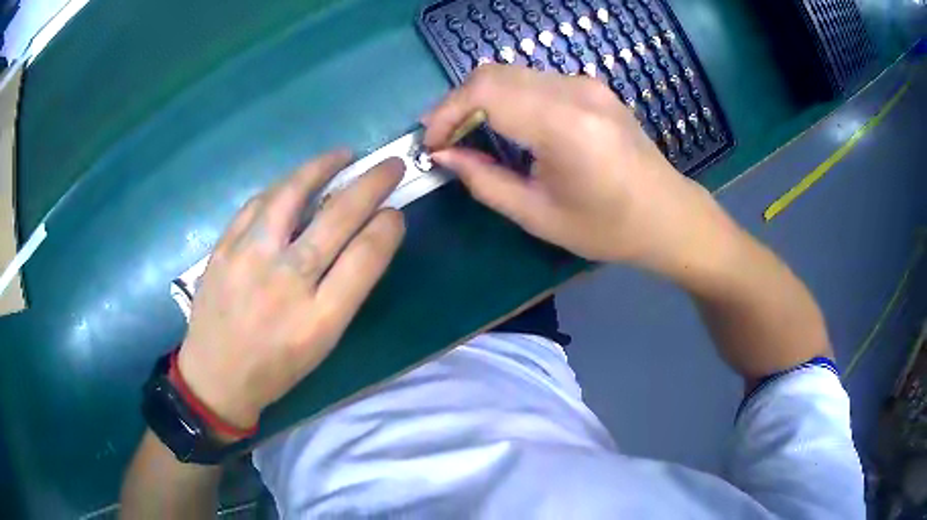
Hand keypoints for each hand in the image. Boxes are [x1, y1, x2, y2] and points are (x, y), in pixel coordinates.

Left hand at [177, 151, 405, 429]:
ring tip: (342, 155)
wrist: (216, 377)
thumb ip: (346, 290)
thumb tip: (368, 237)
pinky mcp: (223, 248)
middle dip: (372, 184)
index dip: (387, 227)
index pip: (366, 256)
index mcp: (319, 318)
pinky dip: (282, 186)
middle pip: (337, 218)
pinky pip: (257, 203)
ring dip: (322, 168)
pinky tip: (294, 181)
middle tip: (390, 164)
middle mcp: (286, 282)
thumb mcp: (322, 343)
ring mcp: (249, 259)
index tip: (396, 213)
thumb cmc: (276, 367)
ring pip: (291, 196)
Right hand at [423, 65, 732, 275]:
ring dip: (481, 98)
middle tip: (444, 139)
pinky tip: (505, 125)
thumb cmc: (608, 227)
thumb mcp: (538, 216)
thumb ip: (484, 181)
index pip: (485, 92)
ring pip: (512, 73)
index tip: (432, 144)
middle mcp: (575, 92)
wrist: (667, 215)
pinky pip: (535, 80)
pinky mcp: (592, 88)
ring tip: (468, 134)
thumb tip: (444, 156)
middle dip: (458, 103)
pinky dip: (508, 97)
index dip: (447, 112)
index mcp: (564, 125)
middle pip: (493, 73)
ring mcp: (587, 85)